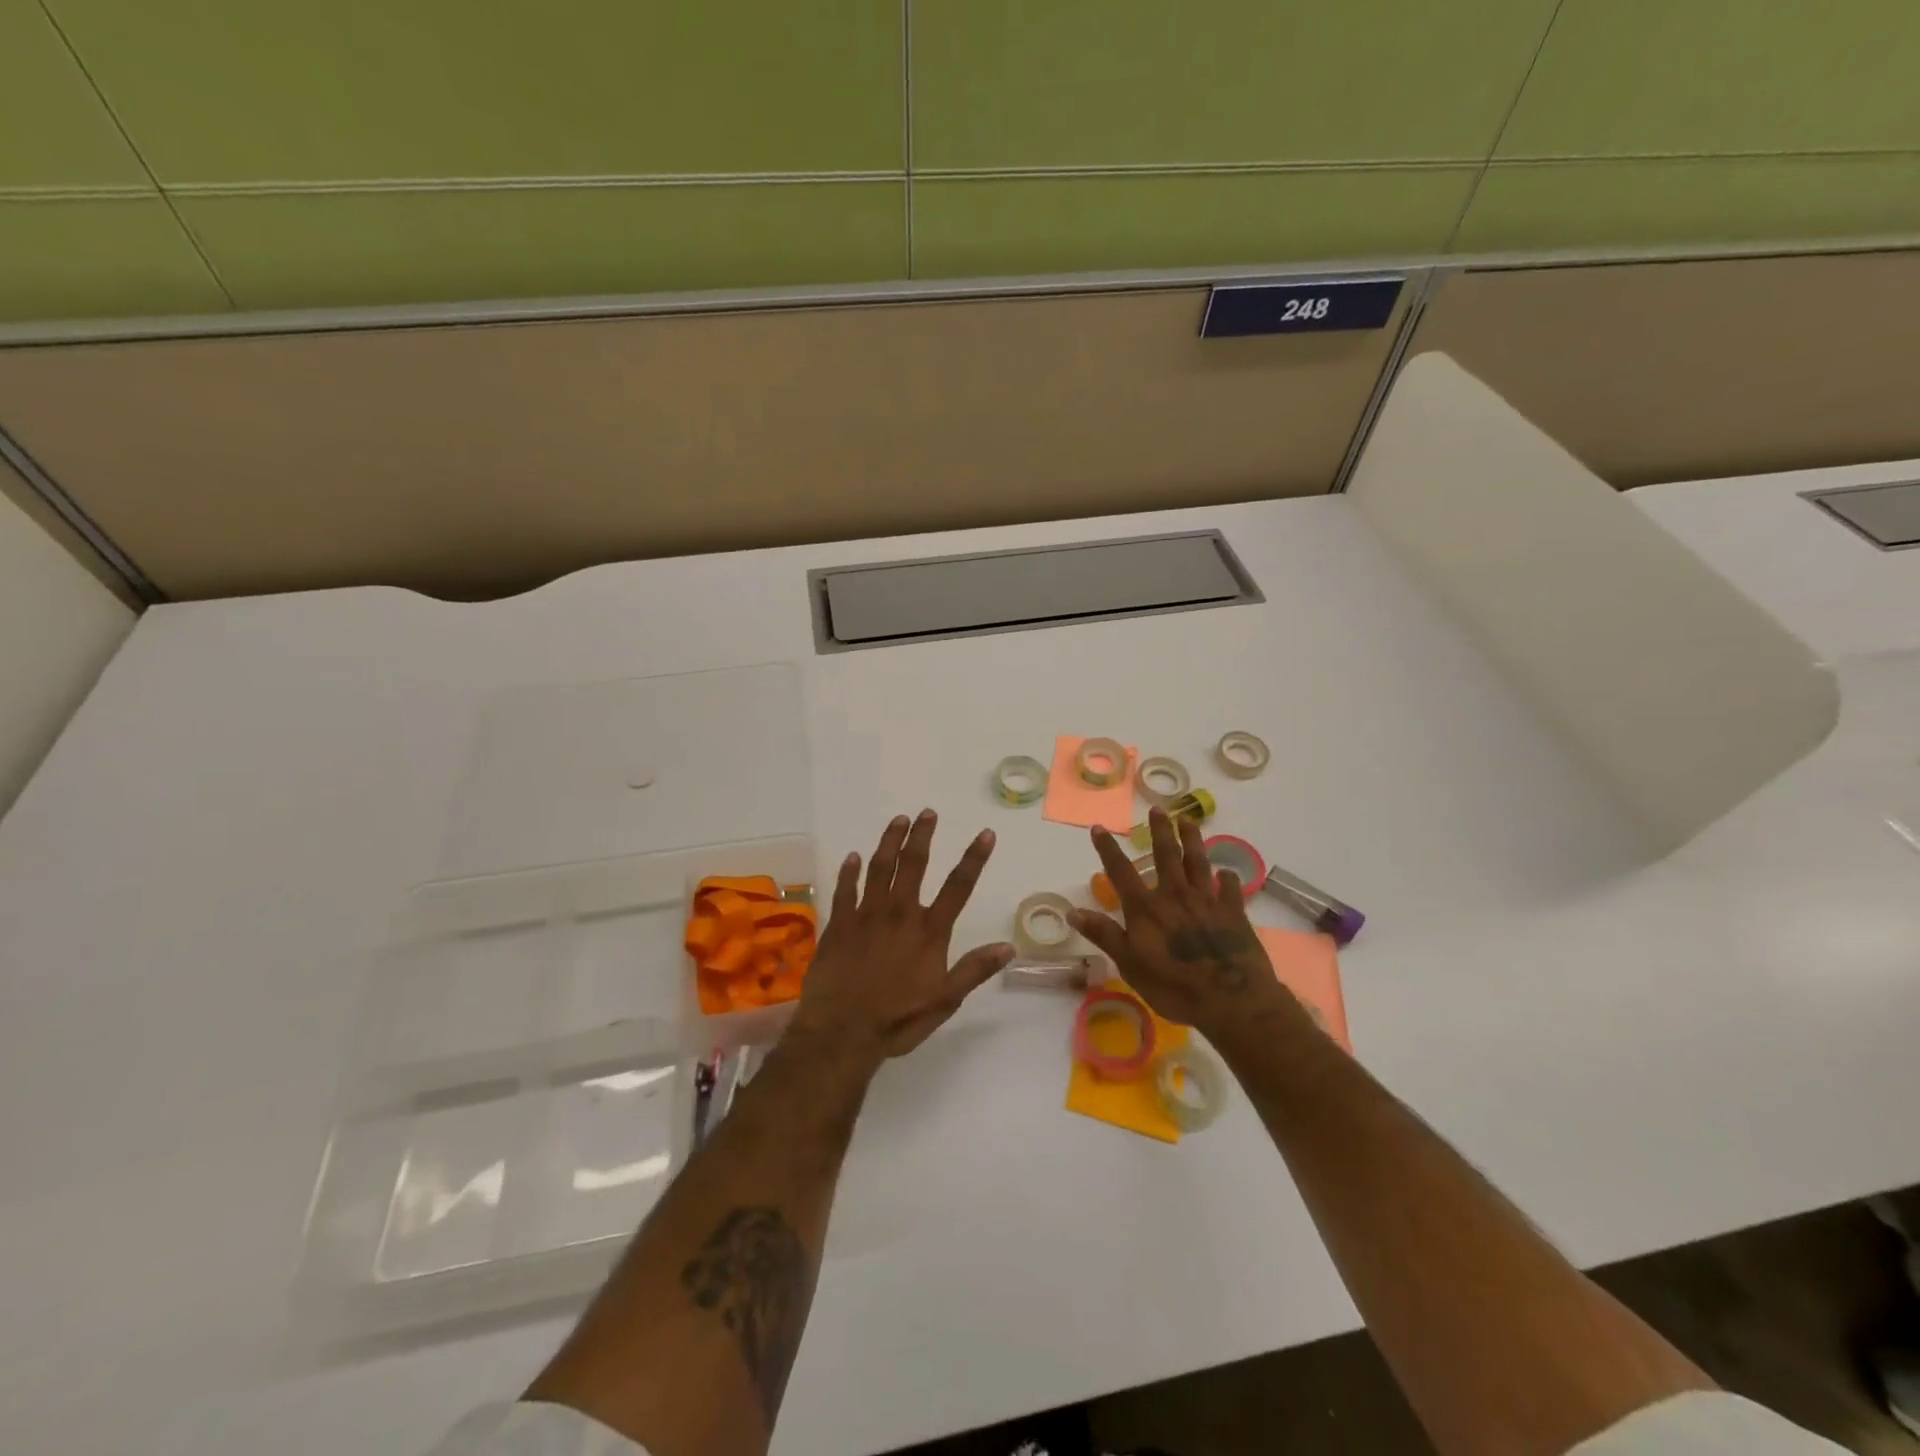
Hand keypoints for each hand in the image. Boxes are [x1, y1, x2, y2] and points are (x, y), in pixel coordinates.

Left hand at [787, 810, 1013, 1070]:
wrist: (841, 1032)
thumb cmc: (897, 1020)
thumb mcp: (945, 1001)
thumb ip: (974, 970)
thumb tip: (1008, 946)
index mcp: (929, 931)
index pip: (958, 886)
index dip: (974, 858)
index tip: (985, 833)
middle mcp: (899, 914)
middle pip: (913, 864)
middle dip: (922, 836)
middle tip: (927, 812)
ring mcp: (866, 916)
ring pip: (879, 868)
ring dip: (889, 842)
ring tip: (898, 820)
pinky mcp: (839, 925)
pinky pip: (845, 890)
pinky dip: (848, 871)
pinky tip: (852, 856)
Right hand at [1069, 808, 1289, 1032]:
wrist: (1231, 998)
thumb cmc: (1173, 985)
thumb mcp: (1129, 964)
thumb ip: (1104, 935)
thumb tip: (1073, 912)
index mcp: (1146, 907)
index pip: (1121, 871)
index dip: (1108, 849)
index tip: (1099, 828)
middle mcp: (1175, 895)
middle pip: (1166, 855)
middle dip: (1160, 830)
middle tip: (1158, 809)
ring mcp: (1207, 901)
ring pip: (1198, 862)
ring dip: (1193, 840)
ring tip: (1188, 820)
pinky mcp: (1234, 913)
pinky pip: (1231, 889)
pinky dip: (1227, 879)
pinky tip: (1226, 873)